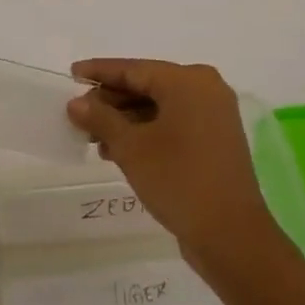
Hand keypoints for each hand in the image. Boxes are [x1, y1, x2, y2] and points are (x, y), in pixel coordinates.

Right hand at [66, 58, 281, 274]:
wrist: (231, 236)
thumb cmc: (179, 180)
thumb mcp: (131, 148)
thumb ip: (101, 119)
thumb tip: (76, 103)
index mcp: (188, 81)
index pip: (134, 69)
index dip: (100, 72)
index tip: (72, 72)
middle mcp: (205, 89)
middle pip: (147, 86)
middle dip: (111, 101)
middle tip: (78, 114)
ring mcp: (214, 115)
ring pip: (159, 107)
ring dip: (126, 121)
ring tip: (93, 138)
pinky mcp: (215, 140)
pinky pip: (173, 124)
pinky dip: (146, 132)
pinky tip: (118, 150)